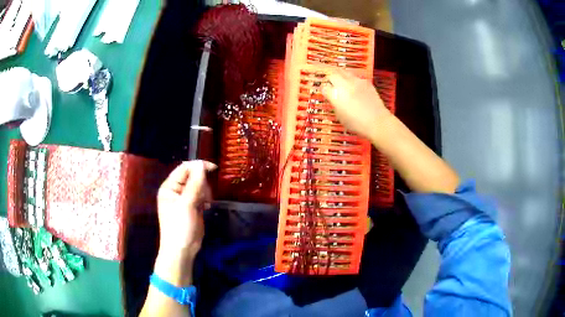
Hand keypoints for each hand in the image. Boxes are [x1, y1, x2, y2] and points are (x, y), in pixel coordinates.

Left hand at [157, 160, 216, 258]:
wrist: (182, 250)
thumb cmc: (180, 227)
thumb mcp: (186, 204)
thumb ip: (194, 184)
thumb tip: (201, 164)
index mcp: (169, 187)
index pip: (184, 169)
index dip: (198, 166)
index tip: (213, 168)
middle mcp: (176, 191)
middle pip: (192, 176)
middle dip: (202, 183)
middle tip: (206, 196)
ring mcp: (184, 199)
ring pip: (199, 186)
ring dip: (205, 192)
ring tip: (206, 203)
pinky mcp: (192, 207)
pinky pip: (201, 195)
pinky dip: (206, 199)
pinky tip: (207, 207)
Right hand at [321, 69, 391, 140]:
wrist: (377, 121)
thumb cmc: (357, 124)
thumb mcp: (341, 118)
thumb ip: (336, 106)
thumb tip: (335, 100)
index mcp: (335, 95)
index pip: (324, 87)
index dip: (324, 90)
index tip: (325, 93)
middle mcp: (344, 85)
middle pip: (332, 75)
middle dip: (331, 79)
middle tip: (332, 84)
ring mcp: (356, 81)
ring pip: (344, 72)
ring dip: (341, 76)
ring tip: (342, 82)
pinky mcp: (366, 82)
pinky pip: (356, 77)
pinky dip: (353, 80)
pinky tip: (356, 88)